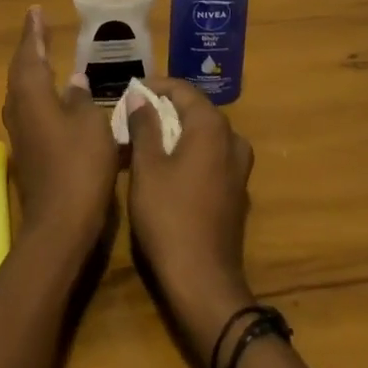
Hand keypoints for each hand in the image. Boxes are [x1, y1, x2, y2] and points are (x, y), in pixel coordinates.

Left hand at [1, 6, 119, 252]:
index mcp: (32, 95)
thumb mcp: (91, 125)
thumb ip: (82, 99)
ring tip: (44, 55)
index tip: (36, 12)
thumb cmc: (80, 166)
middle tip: (40, 28)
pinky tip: (52, 96)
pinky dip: (37, 93)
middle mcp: (19, 109)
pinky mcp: (27, 151)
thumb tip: (75, 81)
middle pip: (20, 71)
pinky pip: (28, 108)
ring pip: (21, 91)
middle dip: (30, 48)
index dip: (34, 33)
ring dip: (31, 70)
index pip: (30, 54)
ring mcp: (20, 132)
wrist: (60, 223)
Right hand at [124, 79, 255, 365]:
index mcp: (212, 128)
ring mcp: (238, 169)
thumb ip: (144, 126)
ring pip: (205, 135)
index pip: (183, 90)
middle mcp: (232, 141)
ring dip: (178, 131)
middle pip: (197, 111)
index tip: (129, 93)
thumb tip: (140, 97)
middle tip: (133, 116)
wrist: (203, 280)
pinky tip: (168, 167)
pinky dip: (190, 152)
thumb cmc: (169, 216)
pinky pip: (212, 157)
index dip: (155, 87)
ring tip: (147, 140)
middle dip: (165, 108)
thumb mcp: (147, 167)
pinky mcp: (236, 192)